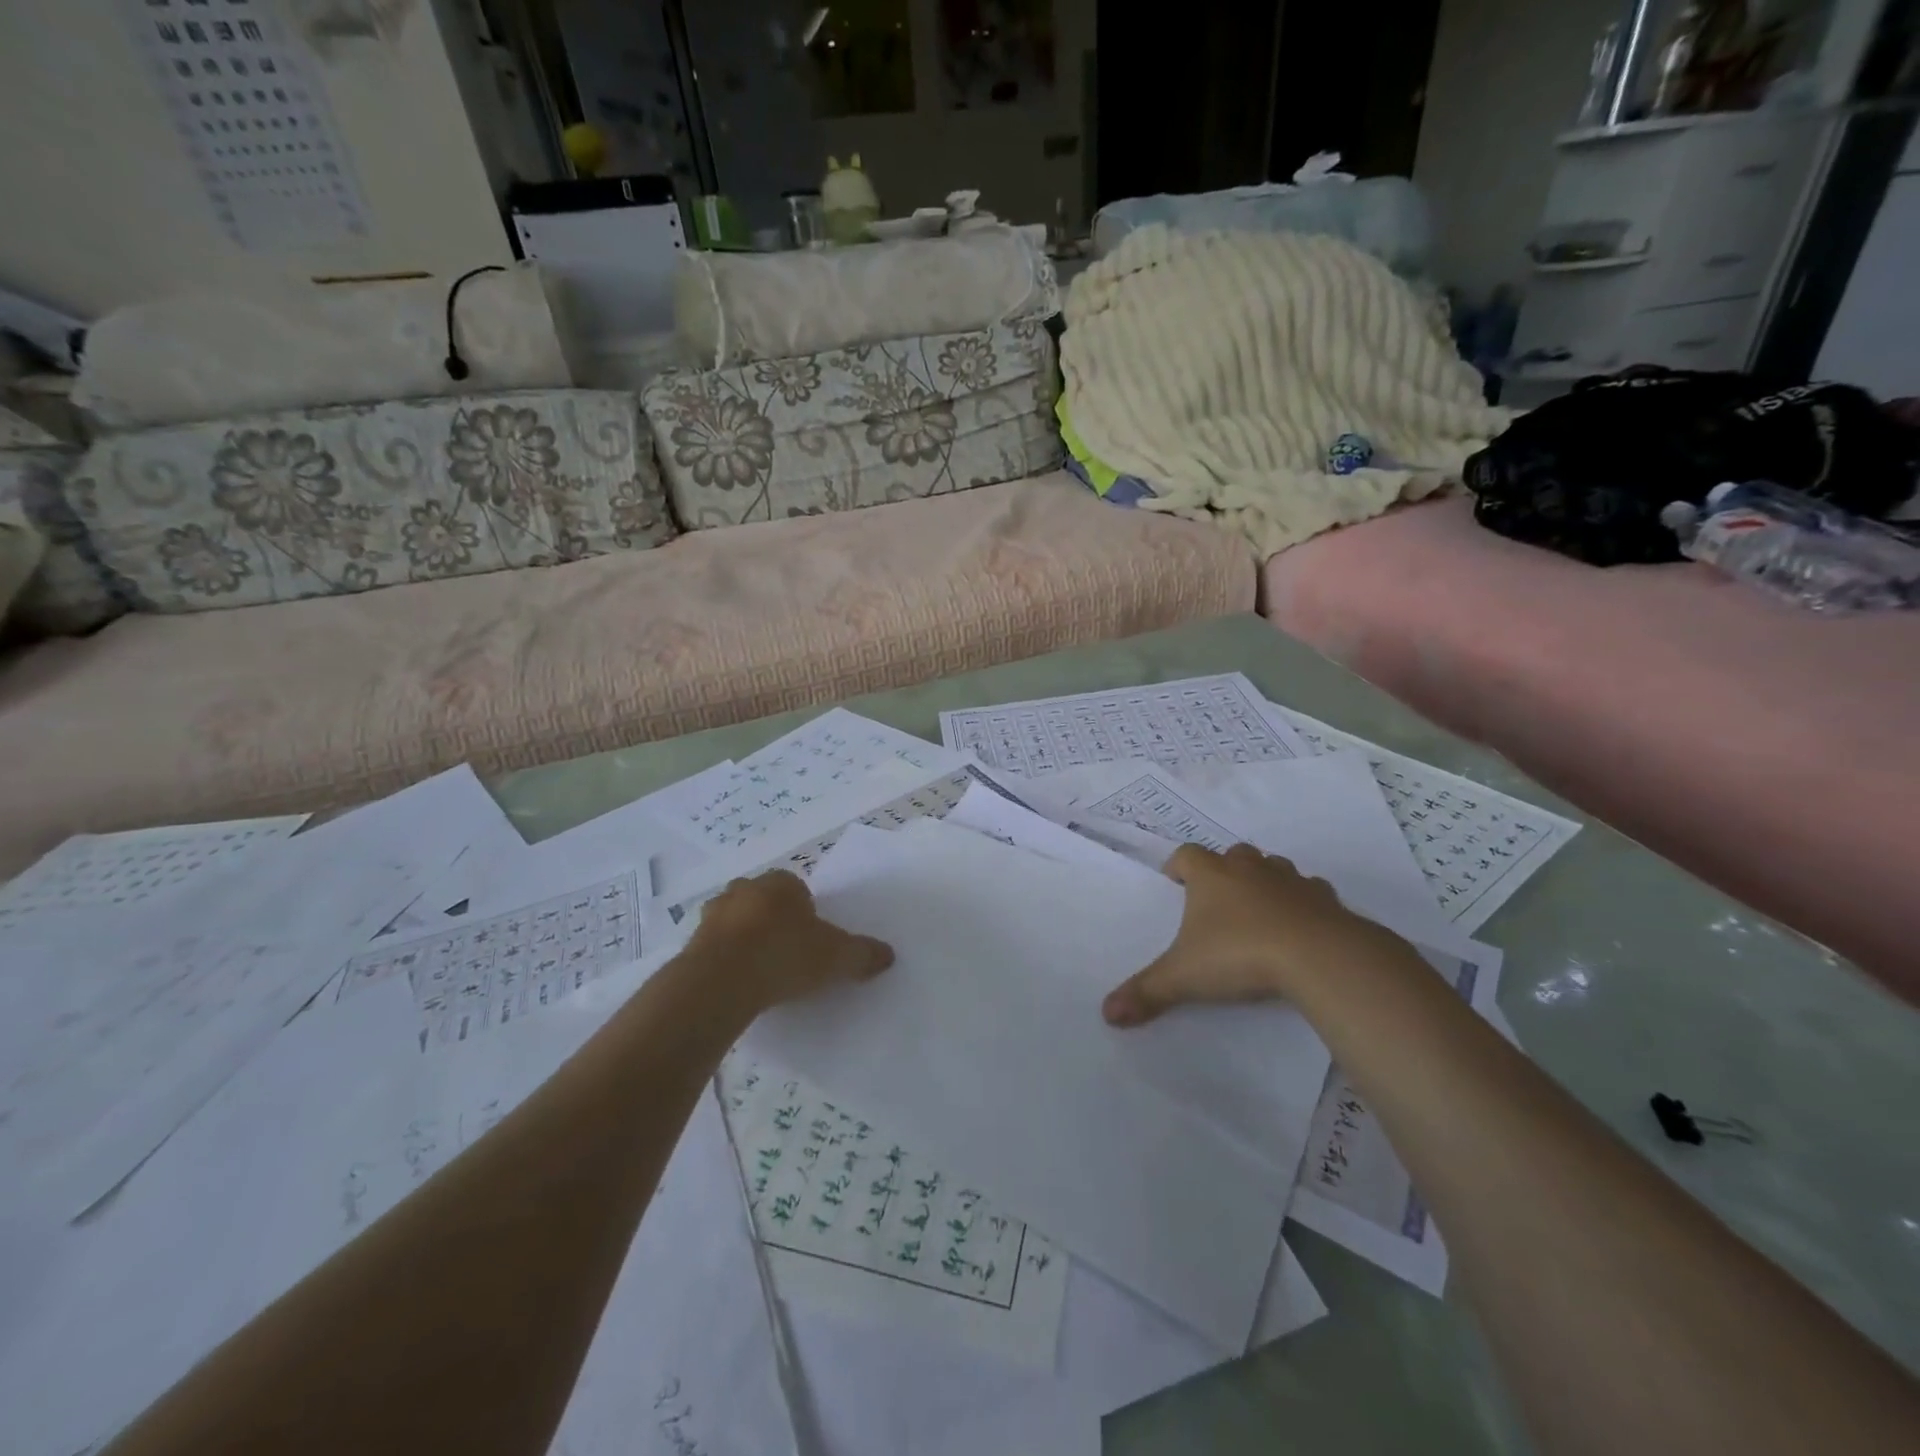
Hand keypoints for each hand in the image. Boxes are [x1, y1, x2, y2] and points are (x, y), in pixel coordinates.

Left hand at [688, 870, 893, 1012]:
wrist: (721, 981)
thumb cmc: (785, 954)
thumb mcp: (837, 957)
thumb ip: (863, 954)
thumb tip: (888, 955)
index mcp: (781, 882)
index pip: (798, 889)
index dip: (806, 913)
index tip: (812, 941)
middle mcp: (745, 889)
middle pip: (765, 902)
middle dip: (774, 922)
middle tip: (788, 955)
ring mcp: (713, 914)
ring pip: (737, 922)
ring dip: (747, 940)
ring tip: (761, 973)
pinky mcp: (691, 942)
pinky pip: (716, 947)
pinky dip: (726, 960)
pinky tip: (739, 984)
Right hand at [1102, 843, 1398, 1026]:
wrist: (1319, 956)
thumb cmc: (1240, 954)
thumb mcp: (1184, 977)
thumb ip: (1147, 992)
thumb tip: (1107, 1012)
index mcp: (1211, 875)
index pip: (1187, 855)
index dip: (1177, 865)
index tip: (1174, 882)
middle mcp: (1249, 868)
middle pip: (1232, 854)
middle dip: (1224, 870)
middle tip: (1217, 899)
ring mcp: (1290, 880)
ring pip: (1273, 868)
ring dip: (1264, 882)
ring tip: (1258, 911)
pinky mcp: (1325, 899)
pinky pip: (1310, 892)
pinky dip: (1302, 903)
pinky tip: (1300, 927)